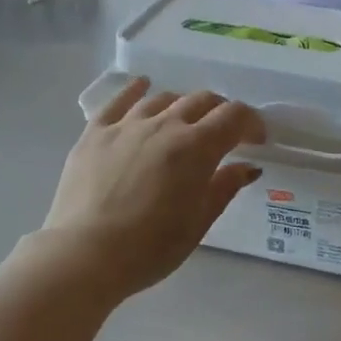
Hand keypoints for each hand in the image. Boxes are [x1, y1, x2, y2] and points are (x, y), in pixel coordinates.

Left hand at [41, 78, 267, 299]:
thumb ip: (224, 187)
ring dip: (182, 106)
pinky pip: (119, 100)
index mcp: (195, 147)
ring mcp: (127, 124)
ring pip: (164, 99)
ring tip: (185, 122)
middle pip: (201, 101)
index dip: (251, 123)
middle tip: (224, 133)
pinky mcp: (95, 132)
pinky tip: (142, 85)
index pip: (234, 116)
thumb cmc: (150, 248)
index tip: (256, 140)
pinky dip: (136, 89)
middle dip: (220, 112)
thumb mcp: (198, 223)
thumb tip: (248, 166)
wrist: (84, 255)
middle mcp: (164, 125)